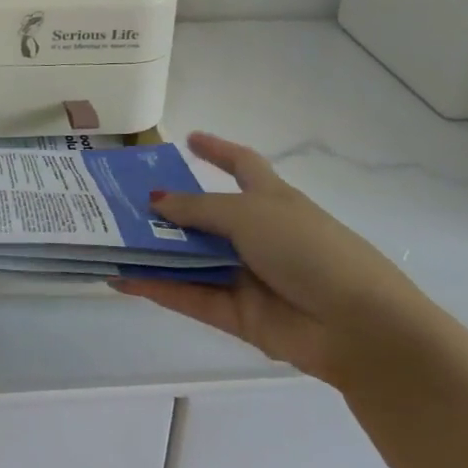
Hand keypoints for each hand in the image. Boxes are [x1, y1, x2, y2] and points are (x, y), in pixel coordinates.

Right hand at [115, 132, 429, 386]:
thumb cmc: (309, 248)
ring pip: (191, 258)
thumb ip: (197, 209)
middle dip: (167, 209)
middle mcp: (257, 234)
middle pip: (204, 216)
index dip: (217, 150)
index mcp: (271, 198)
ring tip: (108, 239)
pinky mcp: (238, 315)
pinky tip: (122, 278)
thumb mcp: (250, 214)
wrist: (359, 327)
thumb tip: (154, 200)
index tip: (188, 140)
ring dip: (154, 250)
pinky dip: (158, 288)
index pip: (241, 165)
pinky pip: (190, 296)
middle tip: (119, 200)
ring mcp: (247, 275)